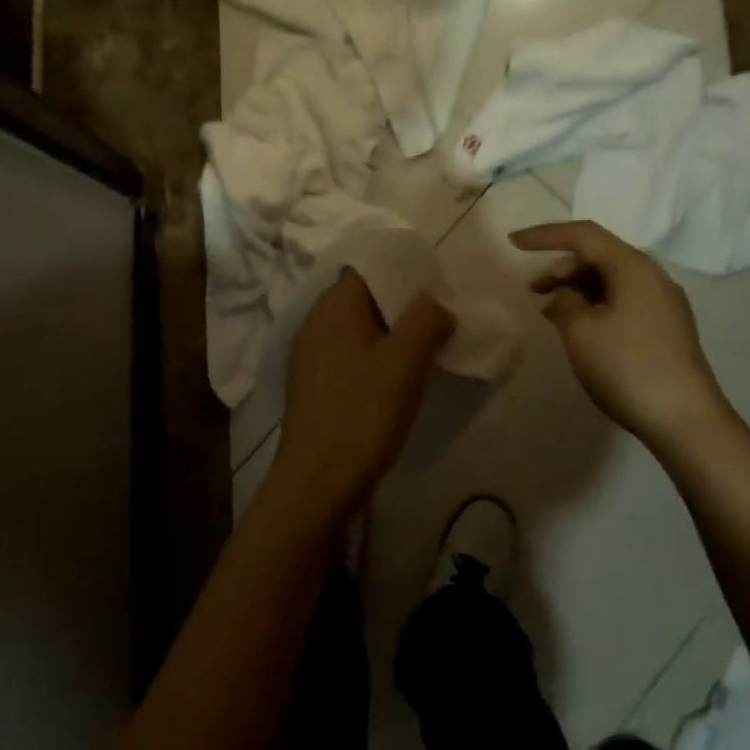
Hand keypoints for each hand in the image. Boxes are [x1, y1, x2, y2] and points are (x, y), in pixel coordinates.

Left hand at [262, 270, 454, 534]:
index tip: (438, 290)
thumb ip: (426, 319)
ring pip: (359, 327)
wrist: (316, 483)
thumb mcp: (405, 362)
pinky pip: (350, 353)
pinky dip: (375, 356)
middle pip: (365, 296)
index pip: (370, 267)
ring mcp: (310, 354)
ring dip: (391, 334)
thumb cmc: (363, 414)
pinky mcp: (313, 383)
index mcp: (334, 305)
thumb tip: (435, 304)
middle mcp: (316, 321)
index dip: (406, 272)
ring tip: (425, 351)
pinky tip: (396, 379)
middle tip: (439, 322)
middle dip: (403, 305)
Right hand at [512, 221, 730, 454]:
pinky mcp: (666, 328)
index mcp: (632, 266)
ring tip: (551, 311)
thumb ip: (565, 302)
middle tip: (532, 289)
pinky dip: (595, 304)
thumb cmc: (627, 367)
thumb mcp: (581, 331)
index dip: (545, 235)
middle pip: (599, 255)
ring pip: (611, 280)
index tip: (513, 243)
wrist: (685, 419)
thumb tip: (567, 295)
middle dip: (561, 266)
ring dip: (577, 288)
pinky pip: (623, 300)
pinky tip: (580, 328)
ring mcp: (663, 303)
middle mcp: (652, 276)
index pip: (583, 235)